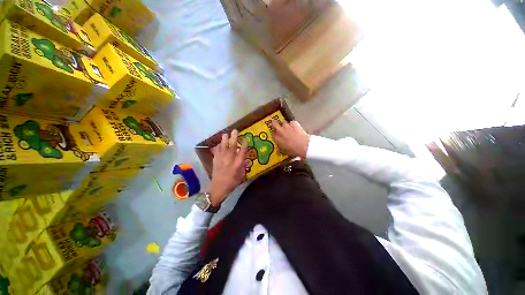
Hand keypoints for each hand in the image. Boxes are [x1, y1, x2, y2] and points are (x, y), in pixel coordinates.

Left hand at [208, 130, 247, 206]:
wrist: (218, 187)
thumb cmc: (232, 182)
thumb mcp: (241, 175)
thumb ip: (243, 165)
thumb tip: (244, 158)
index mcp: (238, 163)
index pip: (243, 151)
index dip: (245, 143)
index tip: (246, 138)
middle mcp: (230, 158)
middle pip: (232, 145)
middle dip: (234, 137)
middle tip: (235, 131)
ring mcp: (222, 158)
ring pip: (223, 146)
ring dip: (224, 139)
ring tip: (225, 134)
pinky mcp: (215, 159)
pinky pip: (217, 150)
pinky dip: (218, 146)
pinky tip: (219, 144)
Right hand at [272, 120, 309, 157]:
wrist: (304, 146)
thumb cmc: (294, 151)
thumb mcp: (285, 152)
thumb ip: (281, 149)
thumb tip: (279, 149)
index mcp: (277, 139)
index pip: (272, 134)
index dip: (274, 134)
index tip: (275, 135)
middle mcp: (280, 131)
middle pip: (274, 124)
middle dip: (275, 124)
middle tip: (276, 124)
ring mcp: (287, 126)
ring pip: (282, 121)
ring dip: (282, 122)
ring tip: (284, 124)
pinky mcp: (294, 123)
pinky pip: (291, 122)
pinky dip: (292, 124)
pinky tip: (294, 126)